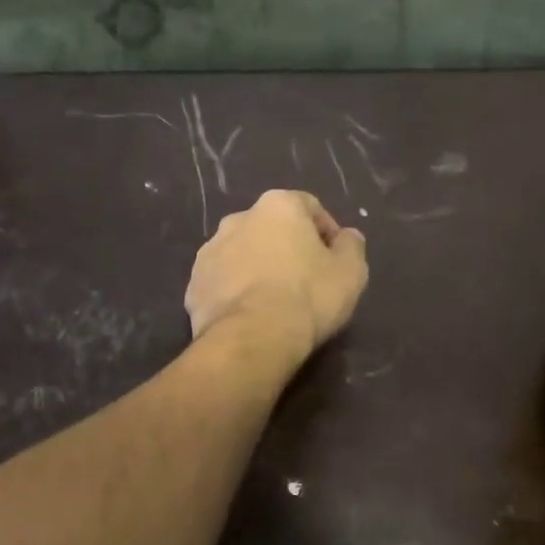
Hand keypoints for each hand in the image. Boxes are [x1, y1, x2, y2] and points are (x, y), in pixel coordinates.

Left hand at [186, 191, 368, 364]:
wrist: (251, 338)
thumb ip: (351, 246)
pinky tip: (250, 316)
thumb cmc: (308, 297)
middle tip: (305, 280)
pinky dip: (236, 292)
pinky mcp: (194, 285)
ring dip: (258, 268)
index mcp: (278, 206)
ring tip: (274, 301)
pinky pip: (223, 282)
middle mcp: (238, 218)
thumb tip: (346, 237)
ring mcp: (210, 251)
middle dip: (287, 248)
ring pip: (243, 254)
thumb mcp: (351, 272)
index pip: (309, 207)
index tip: (335, 260)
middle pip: (271, 228)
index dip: (326, 232)